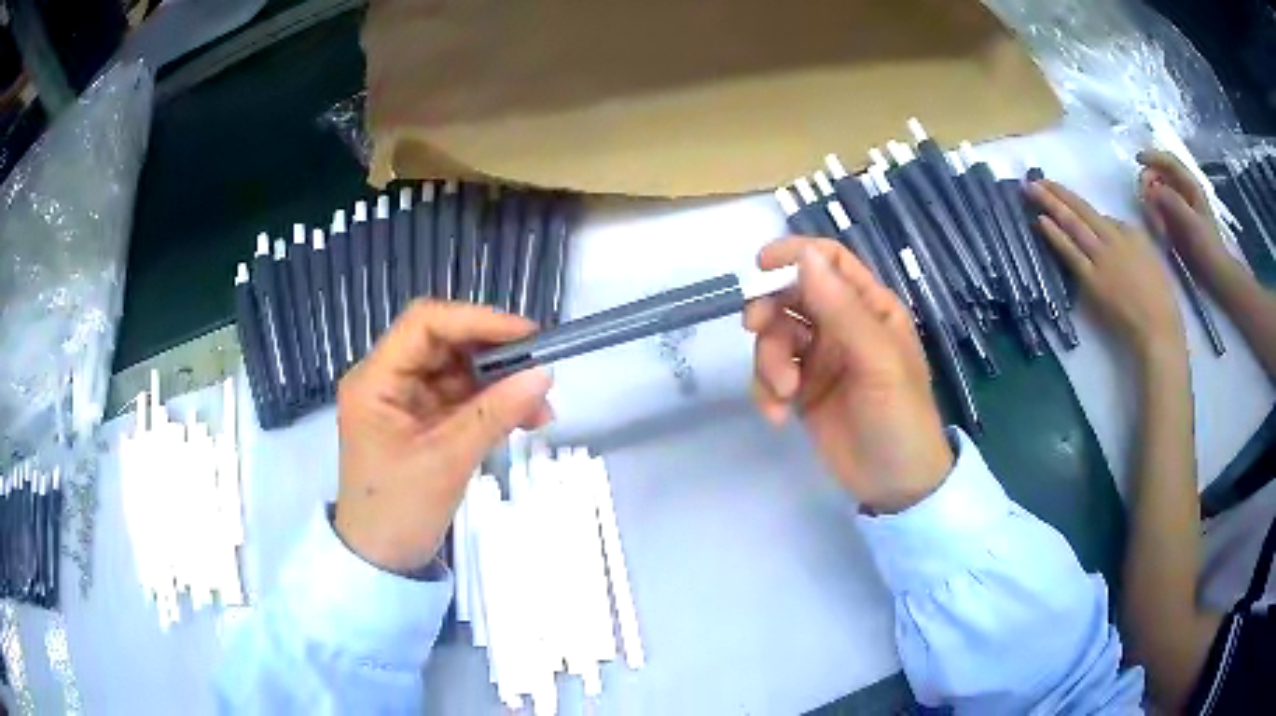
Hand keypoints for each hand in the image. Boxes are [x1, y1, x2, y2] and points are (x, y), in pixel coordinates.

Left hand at [334, 301, 552, 572]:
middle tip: (540, 373)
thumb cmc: (399, 512)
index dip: (476, 320)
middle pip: (444, 345)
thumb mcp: (447, 461)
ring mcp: (404, 401)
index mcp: (375, 380)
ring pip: (458, 372)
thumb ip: (495, 414)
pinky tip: (525, 420)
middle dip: (494, 357)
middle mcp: (387, 380)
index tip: (526, 336)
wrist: (382, 562)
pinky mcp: (421, 422)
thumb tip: (545, 374)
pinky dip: (493, 406)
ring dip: (500, 385)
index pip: (425, 324)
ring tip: (541, 409)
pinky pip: (461, 400)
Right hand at [744, 237, 952, 513]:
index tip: (760, 267)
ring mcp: (820, 359)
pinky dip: (766, 390)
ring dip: (769, 361)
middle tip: (755, 330)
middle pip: (791, 295)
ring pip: (775, 336)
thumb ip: (842, 309)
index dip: (794, 255)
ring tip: (785, 394)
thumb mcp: (878, 360)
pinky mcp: (802, 391)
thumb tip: (804, 256)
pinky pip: (769, 374)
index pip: (829, 261)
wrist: (895, 486)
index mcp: (869, 308)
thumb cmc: (900, 417)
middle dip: (769, 311)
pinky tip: (780, 416)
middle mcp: (842, 326)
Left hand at [1027, 179, 1185, 360]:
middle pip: (1081, 211)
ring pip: (1073, 225)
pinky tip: (1040, 222)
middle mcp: (1113, 239)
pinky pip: (1071, 252)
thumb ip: (1129, 239)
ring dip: (1050, 205)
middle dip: (1057, 193)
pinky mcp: (1093, 281)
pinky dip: (1055, 235)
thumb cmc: (1160, 298)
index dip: (1073, 199)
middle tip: (1034, 179)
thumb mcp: (1150, 256)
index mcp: (1129, 232)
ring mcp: (1101, 259)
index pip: (1096, 213)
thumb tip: (1108, 227)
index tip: (1056, 189)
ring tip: (1031, 191)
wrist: (1158, 328)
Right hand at [1137, 150, 1244, 295]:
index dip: (1152, 156)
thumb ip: (1171, 201)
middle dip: (1150, 185)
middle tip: (1146, 203)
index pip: (1168, 161)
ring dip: (1153, 205)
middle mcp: (1184, 191)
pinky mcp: (1177, 222)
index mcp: (1190, 185)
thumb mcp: (1191, 223)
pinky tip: (1160, 231)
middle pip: (1160, 175)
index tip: (1137, 160)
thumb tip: (1150, 190)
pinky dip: (1156, 217)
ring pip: (1158, 193)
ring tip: (1157, 226)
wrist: (1217, 276)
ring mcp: (1180, 207)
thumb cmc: (1207, 248)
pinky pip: (1160, 210)